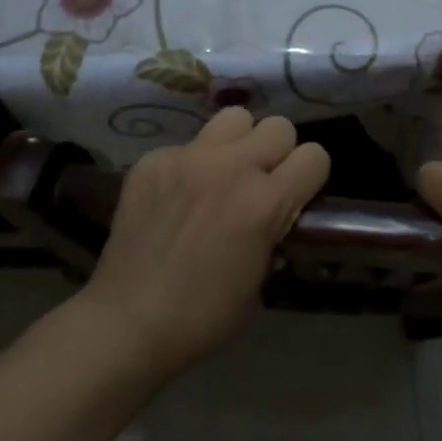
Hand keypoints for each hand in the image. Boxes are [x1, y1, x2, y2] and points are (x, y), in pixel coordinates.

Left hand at [79, 107, 330, 378]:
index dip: (310, 177)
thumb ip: (274, 235)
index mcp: (266, 202)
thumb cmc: (202, 318)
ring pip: (235, 118)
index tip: (298, 195)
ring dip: (238, 143)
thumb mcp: (260, 284)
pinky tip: (176, 196)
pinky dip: (190, 164)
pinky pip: (187, 144)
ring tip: (222, 173)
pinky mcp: (154, 159)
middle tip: (260, 182)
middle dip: (277, 153)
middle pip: (279, 125)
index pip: (315, 156)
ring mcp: (189, 157)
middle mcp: (232, 167)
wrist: (126, 323)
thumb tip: (277, 218)